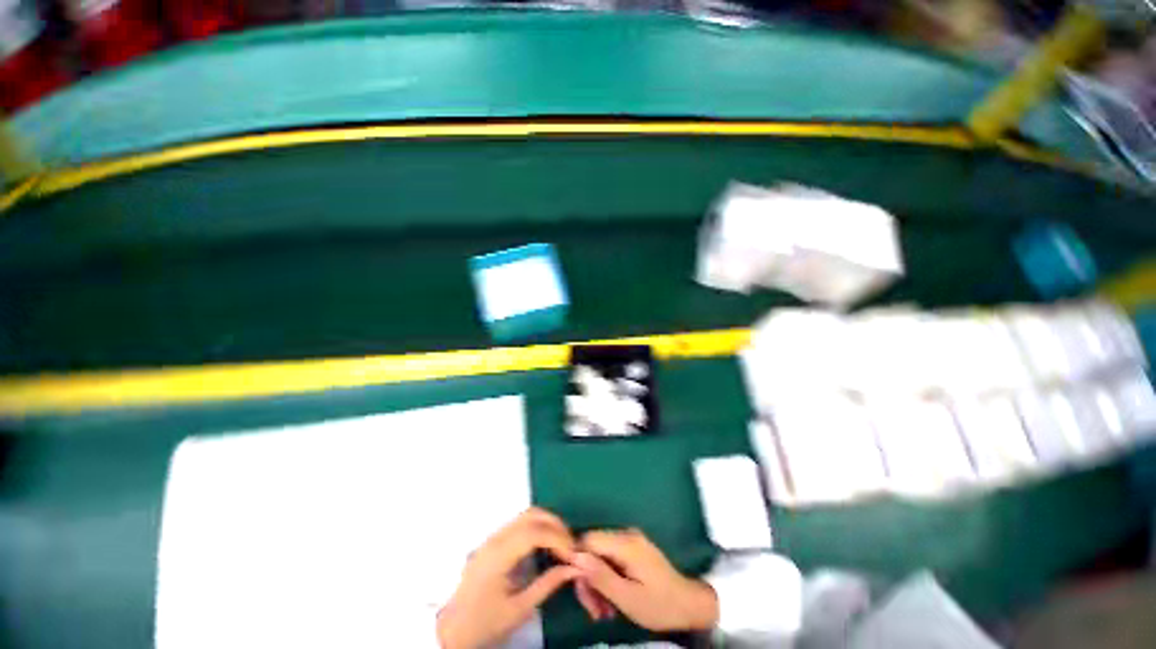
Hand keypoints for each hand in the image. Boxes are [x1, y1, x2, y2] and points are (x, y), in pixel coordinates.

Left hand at [437, 508, 579, 648]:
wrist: (452, 629)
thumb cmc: (484, 623)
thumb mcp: (519, 610)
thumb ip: (547, 585)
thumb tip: (574, 568)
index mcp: (499, 555)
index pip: (534, 532)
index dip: (558, 538)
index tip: (574, 554)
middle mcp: (496, 538)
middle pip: (531, 515)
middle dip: (556, 525)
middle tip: (572, 546)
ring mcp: (493, 537)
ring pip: (526, 515)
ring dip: (548, 524)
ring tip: (563, 544)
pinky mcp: (494, 541)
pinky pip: (520, 523)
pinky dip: (538, 527)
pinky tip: (547, 544)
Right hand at [574, 528, 718, 631]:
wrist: (689, 604)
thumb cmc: (659, 605)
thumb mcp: (627, 598)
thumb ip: (601, 576)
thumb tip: (575, 557)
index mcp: (625, 543)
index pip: (588, 539)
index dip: (577, 561)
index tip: (579, 589)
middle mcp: (625, 535)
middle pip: (592, 548)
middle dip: (588, 579)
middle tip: (594, 611)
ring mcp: (630, 540)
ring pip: (599, 556)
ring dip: (597, 583)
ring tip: (603, 612)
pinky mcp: (633, 549)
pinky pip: (610, 558)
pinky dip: (606, 579)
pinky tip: (611, 601)